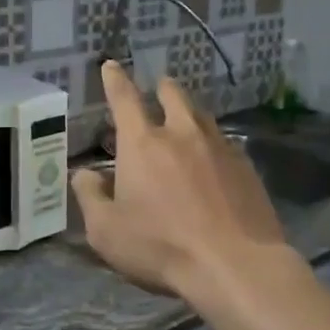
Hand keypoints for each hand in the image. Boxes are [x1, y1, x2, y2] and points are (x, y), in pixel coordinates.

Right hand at [70, 62, 289, 303]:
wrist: (234, 264)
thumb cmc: (161, 247)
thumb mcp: (106, 231)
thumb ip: (90, 197)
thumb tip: (83, 175)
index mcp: (142, 144)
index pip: (124, 99)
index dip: (115, 80)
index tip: (111, 65)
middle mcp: (182, 134)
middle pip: (173, 96)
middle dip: (162, 88)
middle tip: (158, 88)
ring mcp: (220, 147)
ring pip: (203, 116)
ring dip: (190, 113)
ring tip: (186, 120)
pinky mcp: (247, 167)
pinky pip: (226, 144)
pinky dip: (214, 144)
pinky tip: (215, 160)